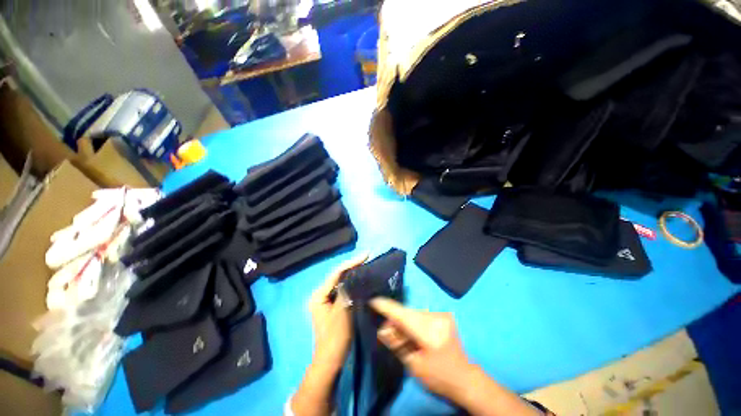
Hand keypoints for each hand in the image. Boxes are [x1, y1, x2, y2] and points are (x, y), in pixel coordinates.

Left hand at [308, 253, 367, 371]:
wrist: (331, 360)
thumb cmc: (335, 337)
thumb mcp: (342, 311)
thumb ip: (347, 291)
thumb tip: (354, 275)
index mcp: (319, 294)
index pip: (337, 273)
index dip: (352, 263)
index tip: (366, 254)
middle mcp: (320, 294)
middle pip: (338, 276)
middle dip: (353, 267)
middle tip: (367, 258)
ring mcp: (325, 300)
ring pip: (341, 282)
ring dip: (353, 274)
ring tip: (366, 265)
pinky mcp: (331, 305)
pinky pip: (342, 289)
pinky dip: (352, 284)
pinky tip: (360, 280)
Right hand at [369, 297, 472, 399]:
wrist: (466, 378)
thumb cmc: (439, 377)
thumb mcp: (415, 365)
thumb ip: (398, 344)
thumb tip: (383, 328)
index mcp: (429, 332)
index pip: (403, 315)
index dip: (388, 307)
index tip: (374, 300)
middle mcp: (436, 318)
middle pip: (407, 312)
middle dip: (395, 318)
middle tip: (387, 329)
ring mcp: (441, 315)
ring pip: (413, 312)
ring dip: (404, 319)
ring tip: (401, 334)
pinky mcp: (443, 316)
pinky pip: (421, 314)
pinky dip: (413, 320)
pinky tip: (413, 332)